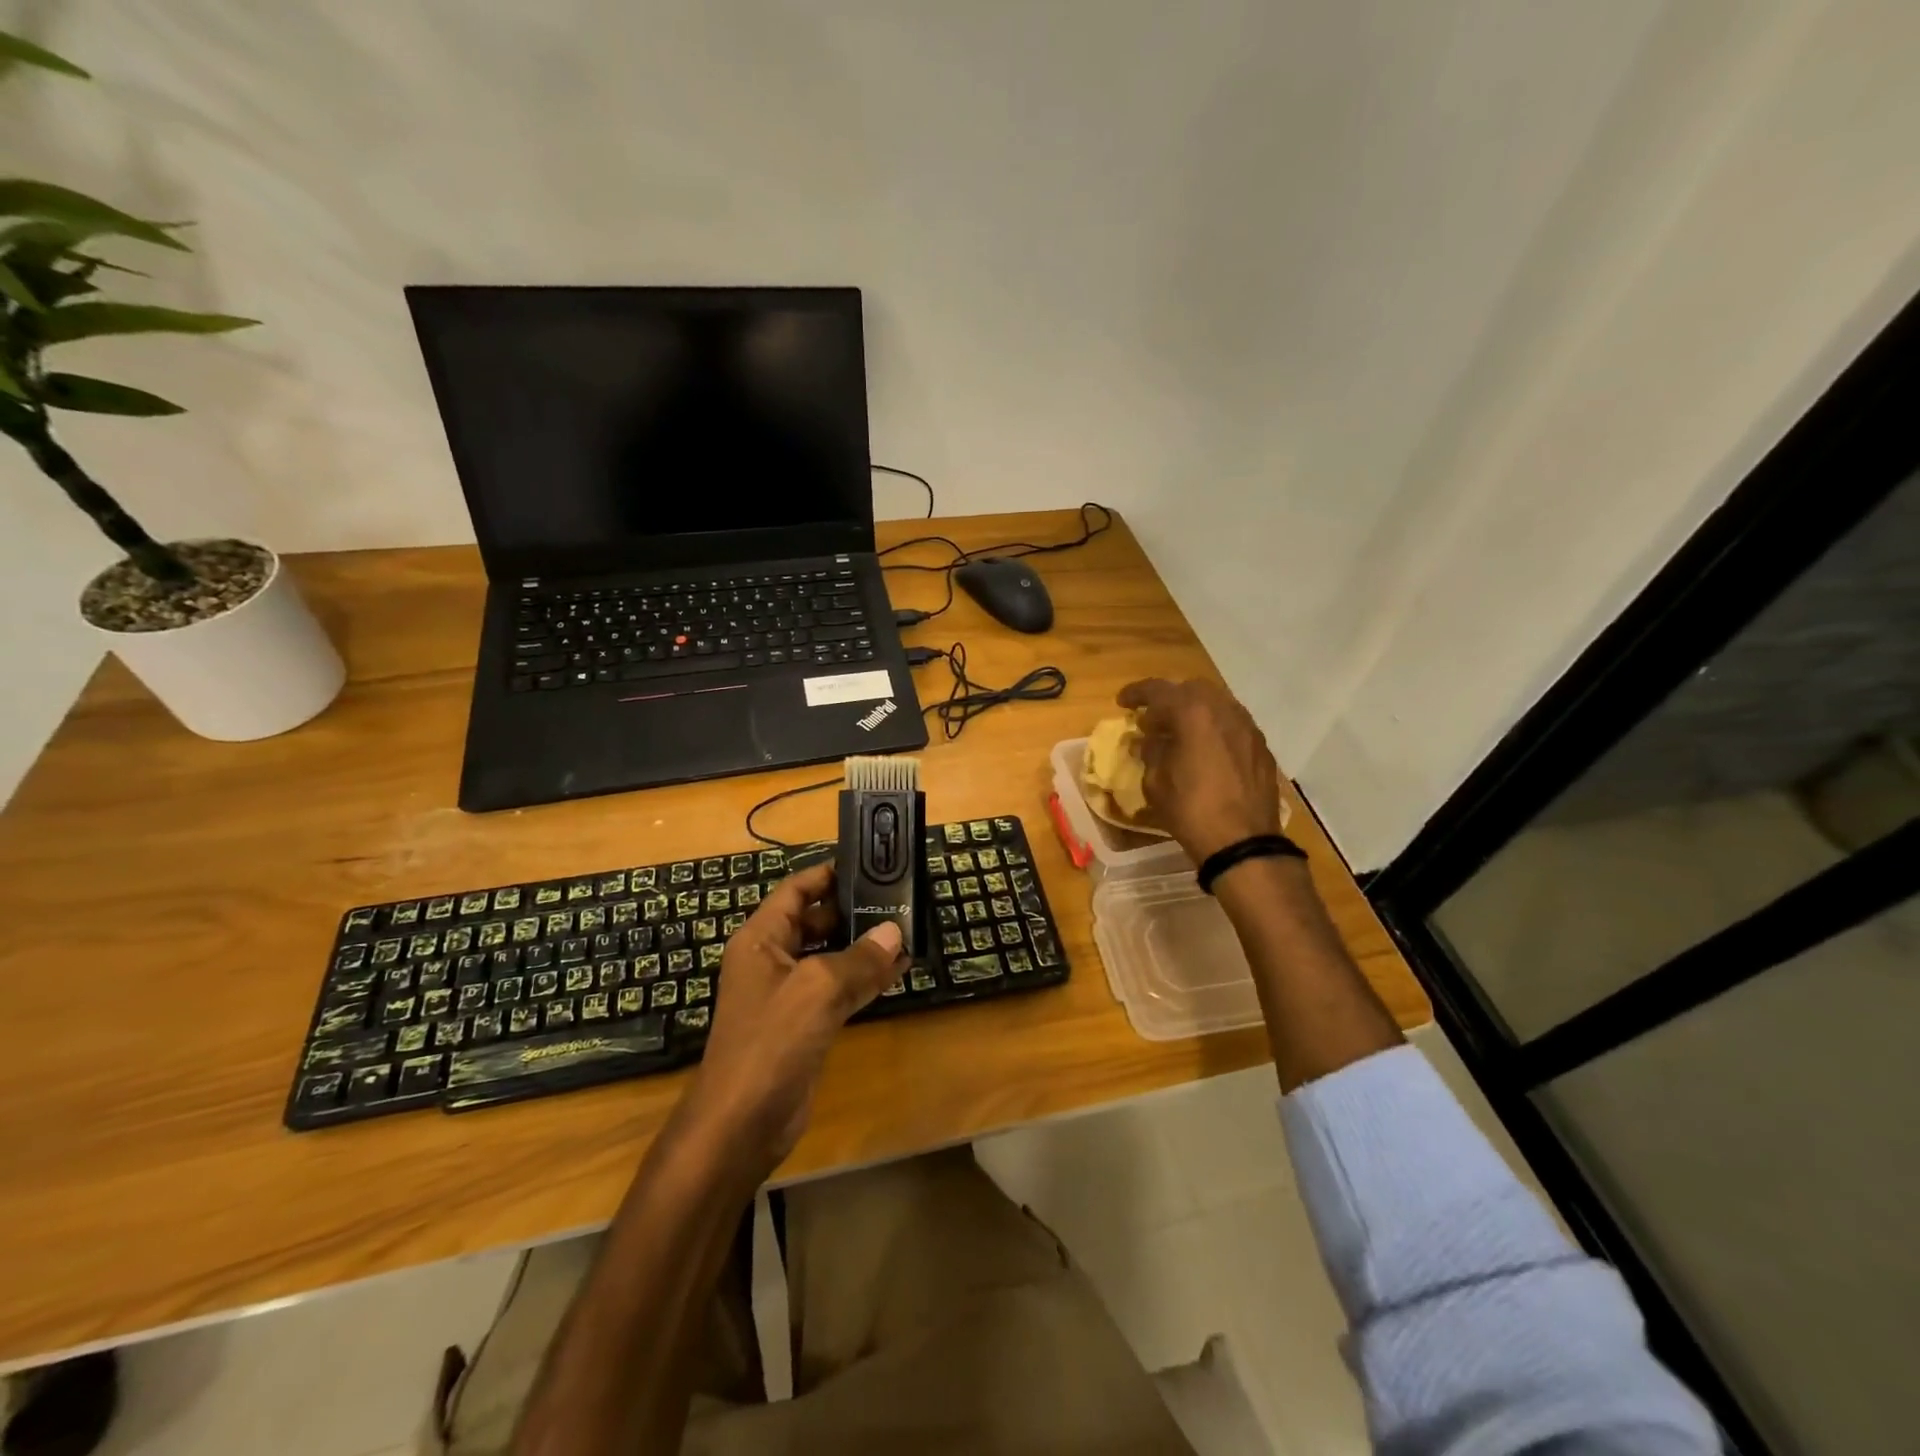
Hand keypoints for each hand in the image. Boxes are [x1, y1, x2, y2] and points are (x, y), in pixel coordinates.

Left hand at [678, 863, 905, 1181]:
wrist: (741, 1124)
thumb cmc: (771, 1042)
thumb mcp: (818, 990)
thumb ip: (859, 959)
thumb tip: (895, 933)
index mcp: (762, 938)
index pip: (797, 889)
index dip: (829, 873)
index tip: (869, 864)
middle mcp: (772, 959)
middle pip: (816, 920)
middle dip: (854, 910)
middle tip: (900, 898)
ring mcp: (788, 994)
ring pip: (830, 956)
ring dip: (864, 946)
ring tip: (907, 930)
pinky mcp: (804, 1024)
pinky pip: (838, 989)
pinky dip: (864, 978)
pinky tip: (898, 972)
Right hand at [1118, 678, 1283, 863]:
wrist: (1243, 842)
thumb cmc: (1191, 810)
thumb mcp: (1155, 782)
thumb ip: (1151, 752)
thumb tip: (1149, 739)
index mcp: (1194, 714)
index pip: (1159, 690)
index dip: (1137, 693)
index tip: (1122, 702)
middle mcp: (1224, 711)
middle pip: (1192, 689)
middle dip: (1169, 698)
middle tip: (1152, 718)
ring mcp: (1248, 727)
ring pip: (1217, 704)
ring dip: (1194, 712)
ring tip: (1178, 732)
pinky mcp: (1261, 747)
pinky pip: (1232, 724)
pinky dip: (1213, 727)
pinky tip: (1204, 749)